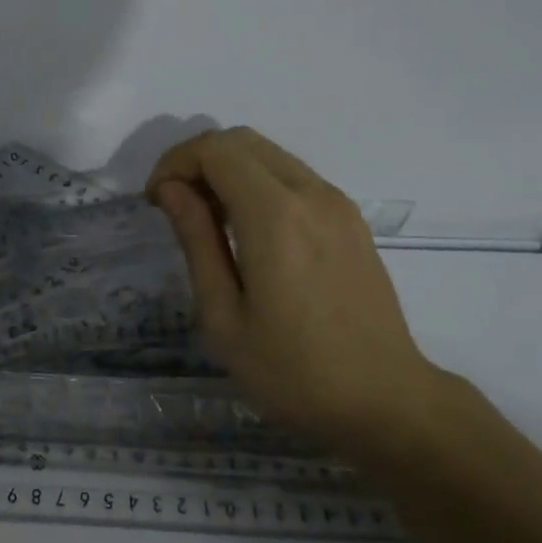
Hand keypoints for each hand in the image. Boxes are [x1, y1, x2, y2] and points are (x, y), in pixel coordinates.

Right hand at [147, 127, 450, 452]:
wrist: (386, 402)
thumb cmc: (292, 370)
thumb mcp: (224, 315)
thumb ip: (196, 240)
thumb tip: (171, 189)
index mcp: (275, 216)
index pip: (214, 150)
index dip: (174, 163)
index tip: (155, 202)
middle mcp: (310, 193)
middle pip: (241, 140)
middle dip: (197, 159)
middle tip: (174, 205)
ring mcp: (337, 204)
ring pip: (269, 154)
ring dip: (227, 169)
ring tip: (206, 218)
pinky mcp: (350, 219)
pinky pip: (293, 176)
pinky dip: (257, 182)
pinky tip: (247, 229)